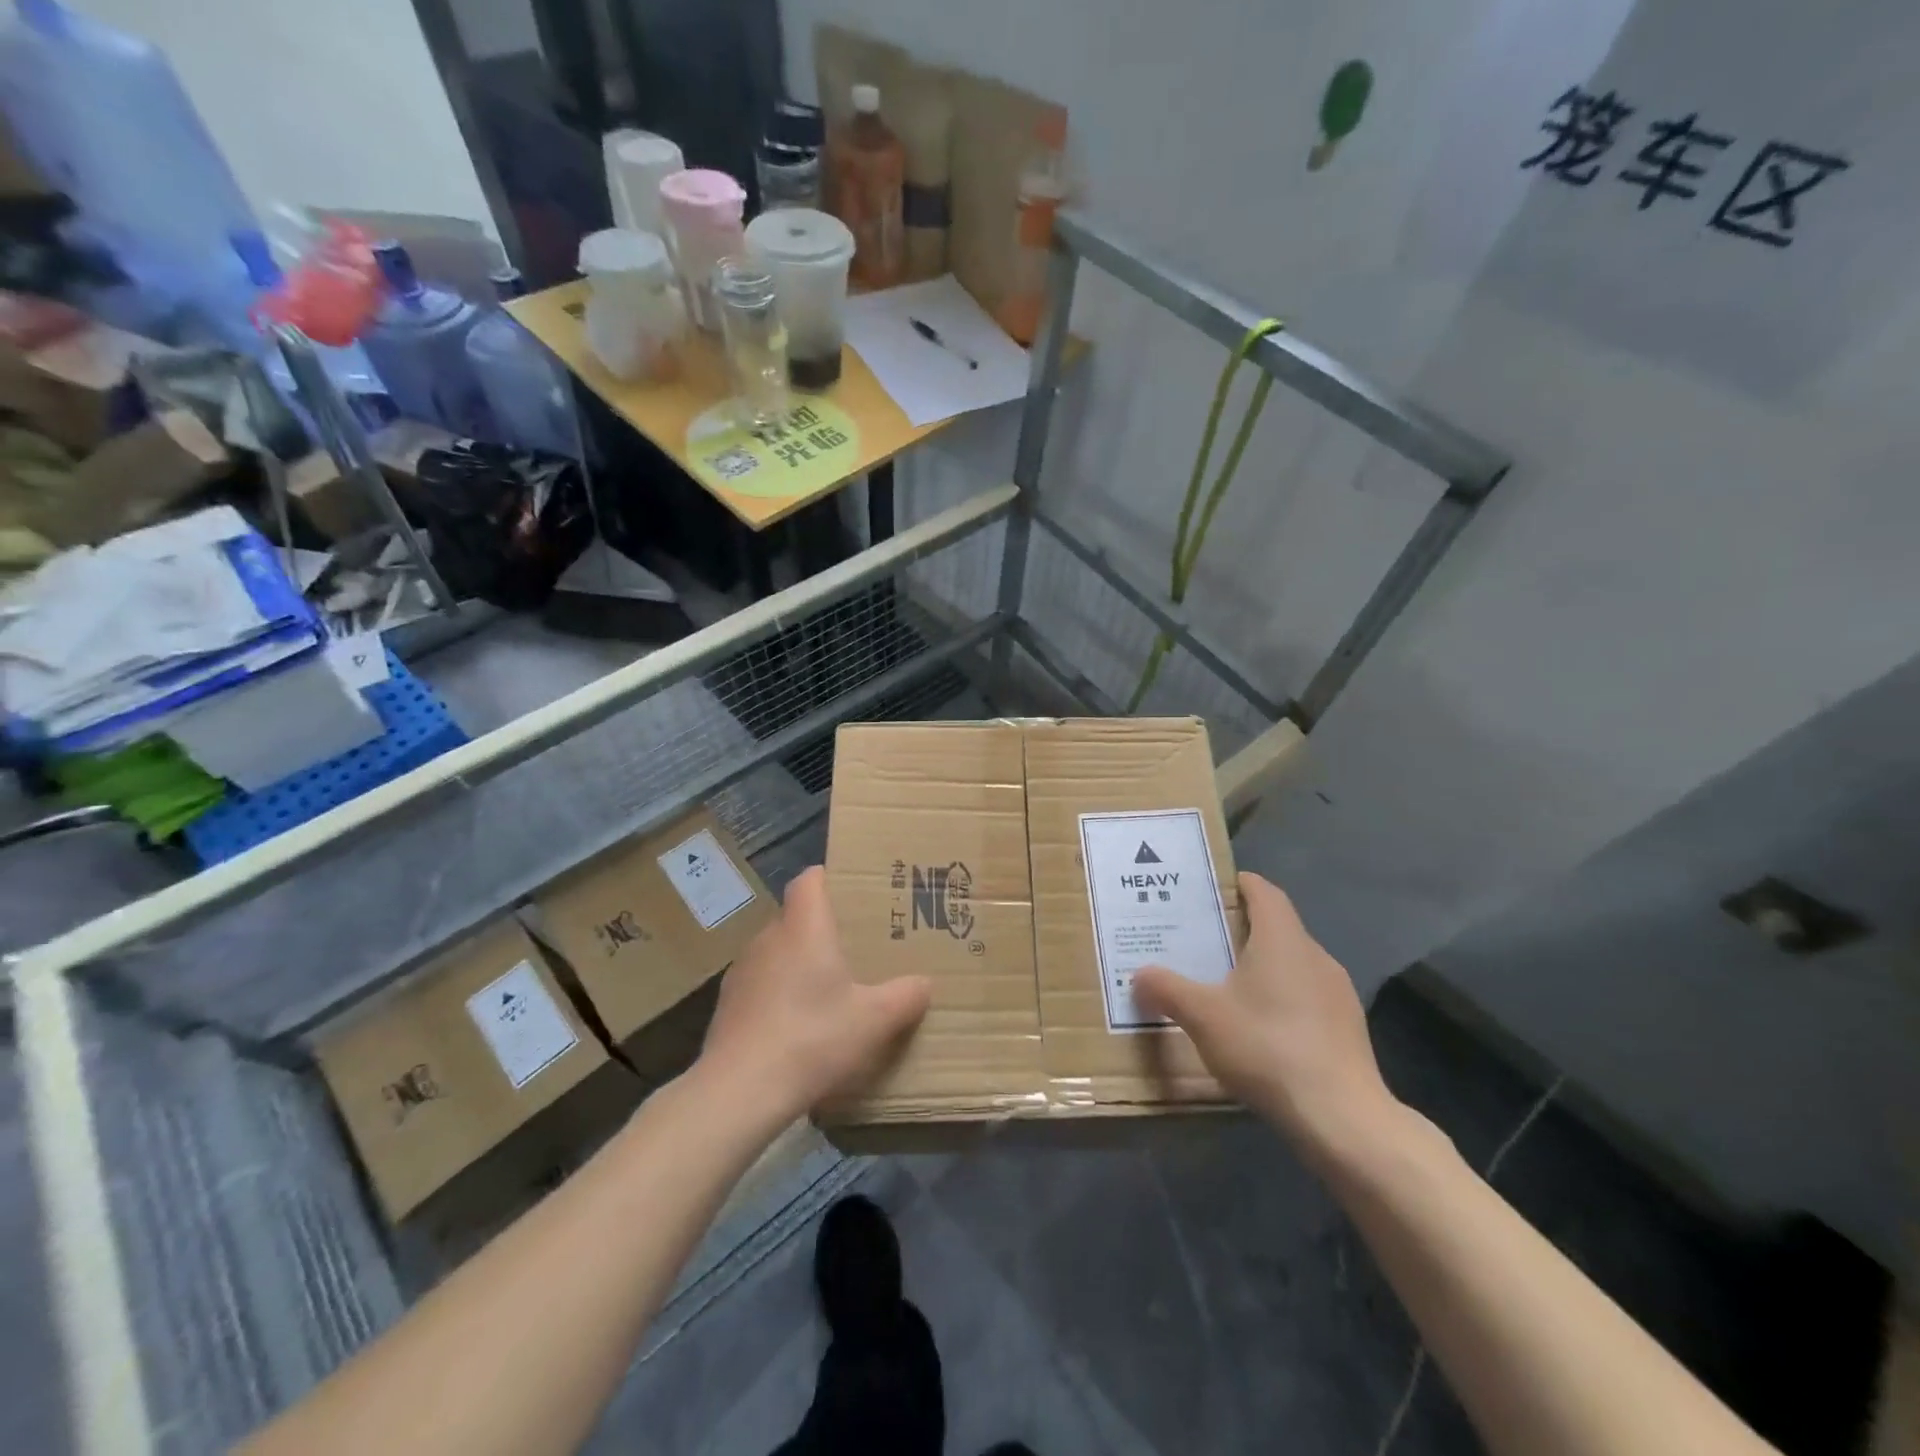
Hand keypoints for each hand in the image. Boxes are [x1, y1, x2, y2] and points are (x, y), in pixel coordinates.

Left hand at [698, 866, 931, 1122]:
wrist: (739, 1090)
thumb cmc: (812, 1038)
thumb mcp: (874, 1020)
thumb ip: (905, 996)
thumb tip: (925, 983)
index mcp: (804, 927)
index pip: (809, 879)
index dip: (829, 878)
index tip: (854, 892)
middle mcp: (769, 937)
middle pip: (797, 916)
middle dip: (823, 926)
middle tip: (856, 945)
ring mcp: (742, 970)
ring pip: (778, 950)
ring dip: (800, 961)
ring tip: (829, 988)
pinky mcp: (728, 1004)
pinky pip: (762, 983)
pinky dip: (780, 992)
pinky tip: (799, 1025)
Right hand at [1133, 873, 1401, 1160]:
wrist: (1341, 1117)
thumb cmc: (1268, 1047)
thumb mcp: (1203, 1016)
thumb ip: (1166, 989)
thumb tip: (1139, 975)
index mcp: (1282, 938)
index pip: (1263, 891)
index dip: (1237, 884)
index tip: (1208, 891)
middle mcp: (1314, 954)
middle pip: (1276, 926)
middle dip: (1240, 929)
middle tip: (1201, 941)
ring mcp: (1337, 992)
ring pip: (1292, 963)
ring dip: (1261, 966)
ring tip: (1225, 986)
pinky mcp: (1347, 1026)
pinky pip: (1307, 995)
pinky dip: (1281, 998)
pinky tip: (1259, 1029)